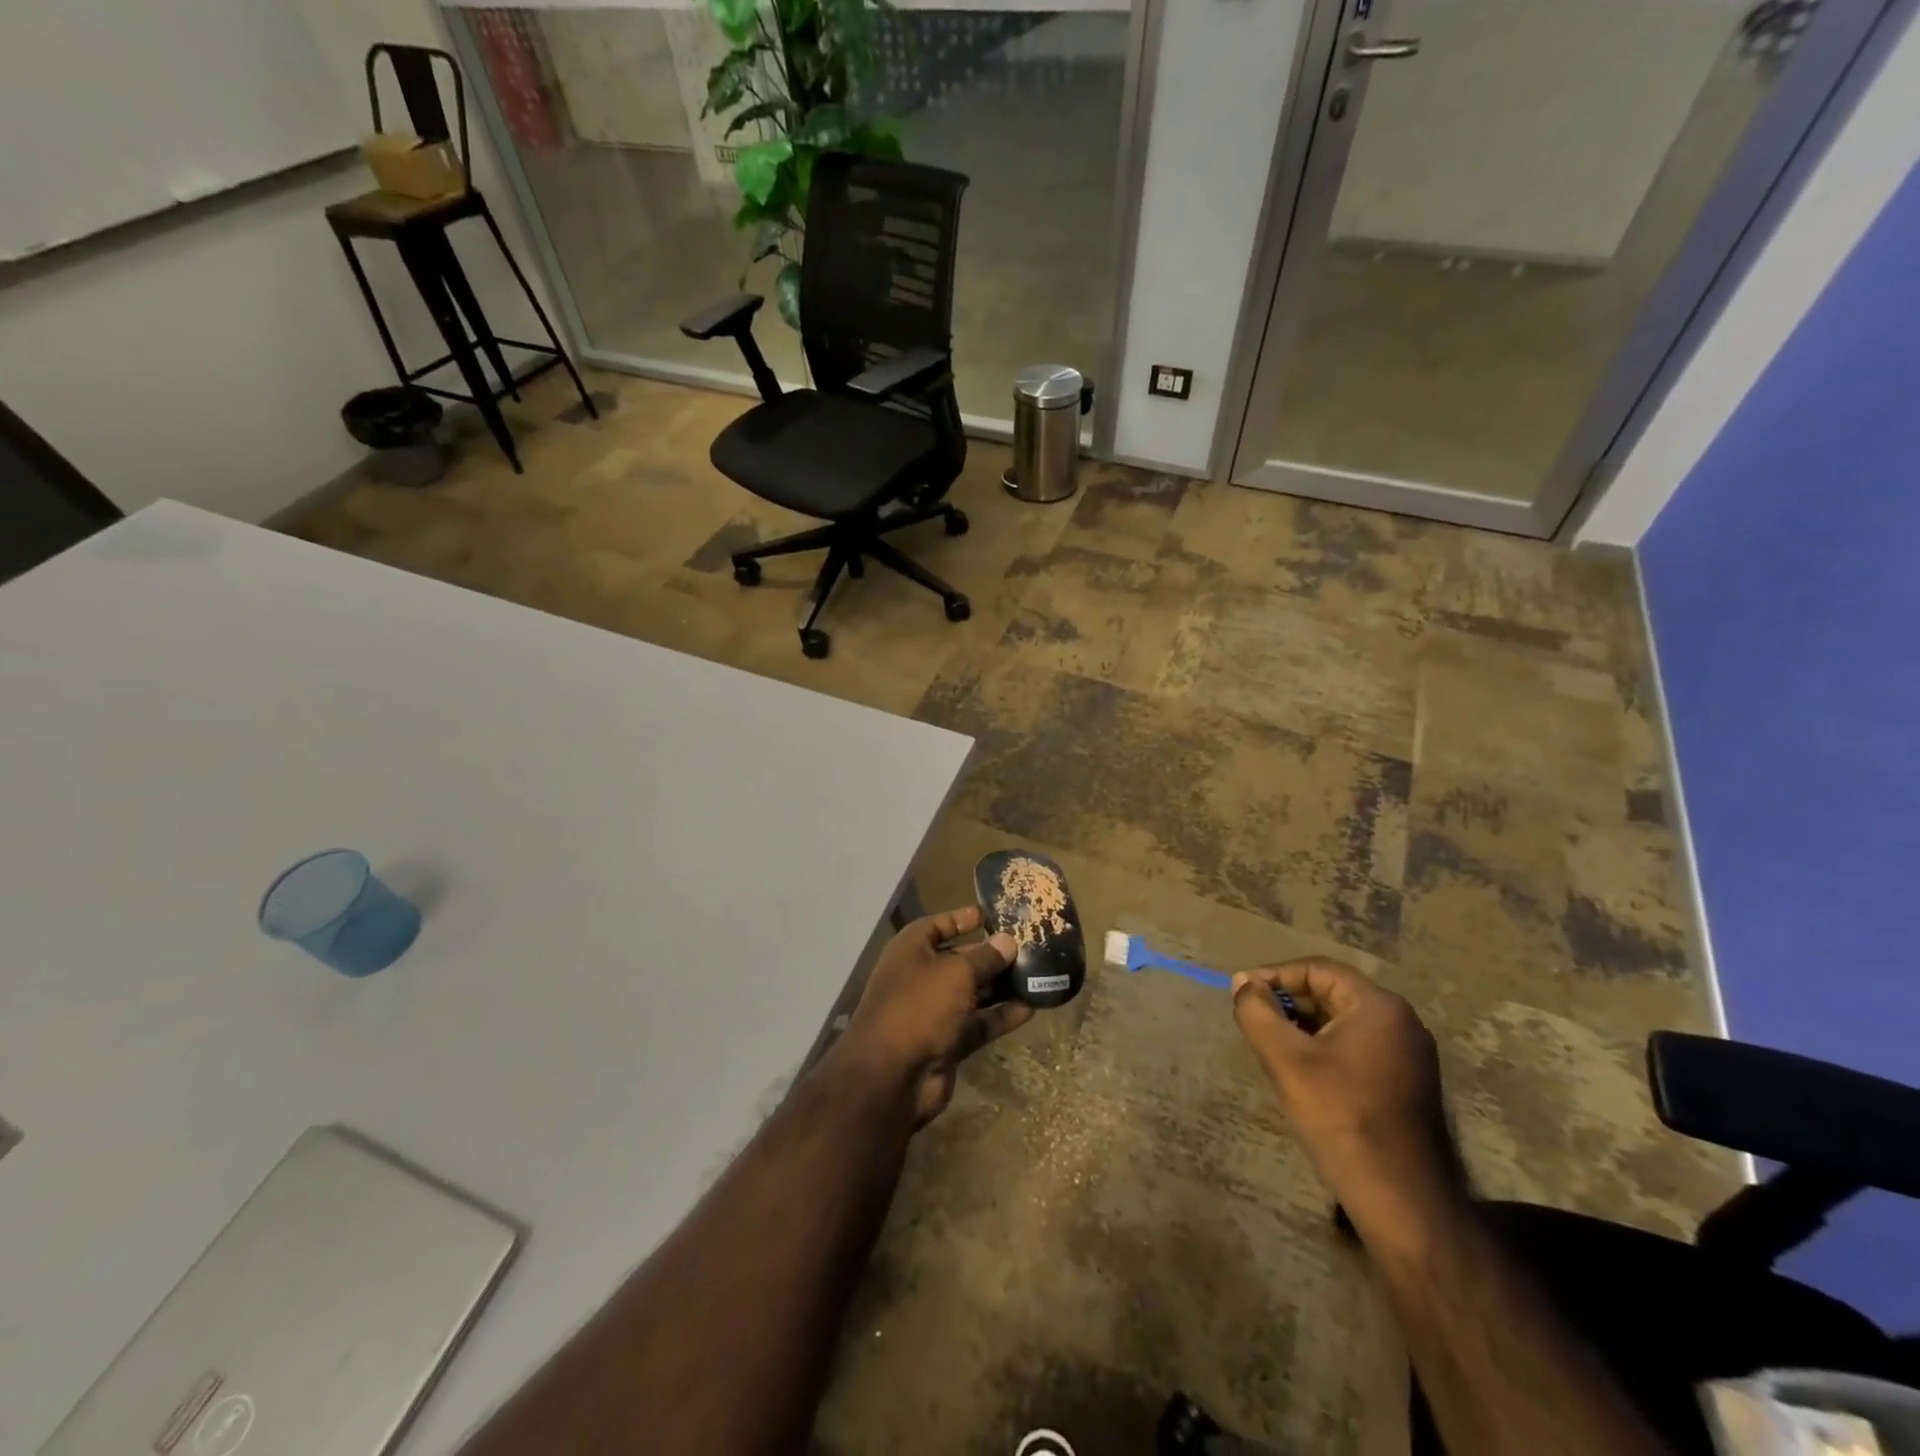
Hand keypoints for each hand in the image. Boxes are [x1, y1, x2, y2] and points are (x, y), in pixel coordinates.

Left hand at [839, 906, 1032, 1127]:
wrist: (892, 1076)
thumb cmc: (920, 1006)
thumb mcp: (956, 973)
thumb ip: (985, 957)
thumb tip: (1007, 941)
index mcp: (912, 949)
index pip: (939, 924)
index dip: (963, 918)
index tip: (992, 913)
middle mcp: (921, 976)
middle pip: (960, 959)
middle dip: (991, 954)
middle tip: (1029, 946)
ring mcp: (934, 1011)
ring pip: (973, 992)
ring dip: (1001, 986)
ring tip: (1038, 974)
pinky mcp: (948, 1041)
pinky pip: (979, 1023)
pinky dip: (1001, 1016)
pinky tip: (1031, 1008)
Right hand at [1231, 959, 1460, 1237]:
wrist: (1400, 1197)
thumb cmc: (1340, 1116)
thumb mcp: (1285, 1059)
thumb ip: (1257, 1011)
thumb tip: (1241, 982)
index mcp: (1378, 1006)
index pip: (1316, 970)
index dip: (1274, 977)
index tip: (1241, 994)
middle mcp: (1402, 1021)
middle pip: (1332, 993)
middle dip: (1289, 1003)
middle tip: (1254, 1022)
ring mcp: (1411, 1054)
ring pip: (1344, 1022)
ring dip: (1305, 1027)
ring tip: (1273, 1047)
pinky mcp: (1409, 1082)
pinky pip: (1359, 1047)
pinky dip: (1327, 1049)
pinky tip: (1305, 1074)